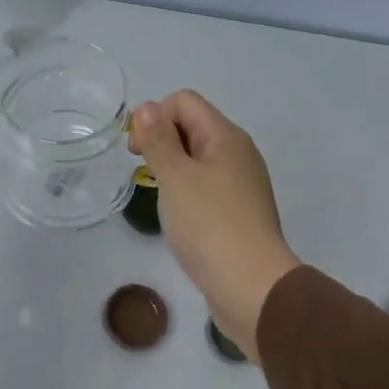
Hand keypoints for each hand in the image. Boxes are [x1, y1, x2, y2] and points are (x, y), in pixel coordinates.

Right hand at [127, 91, 300, 362]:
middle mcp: (238, 153)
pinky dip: (187, 192)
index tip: (137, 152)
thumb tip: (147, 107)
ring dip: (173, 169)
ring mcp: (242, 184)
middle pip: (192, 126)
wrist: (251, 286)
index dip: (154, 117)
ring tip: (161, 198)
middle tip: (144, 174)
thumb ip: (159, 140)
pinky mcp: (239, 212)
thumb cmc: (209, 226)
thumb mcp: (176, 177)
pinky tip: (180, 218)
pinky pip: (207, 186)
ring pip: (198, 159)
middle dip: (161, 141)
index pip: (184, 101)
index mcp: (226, 137)